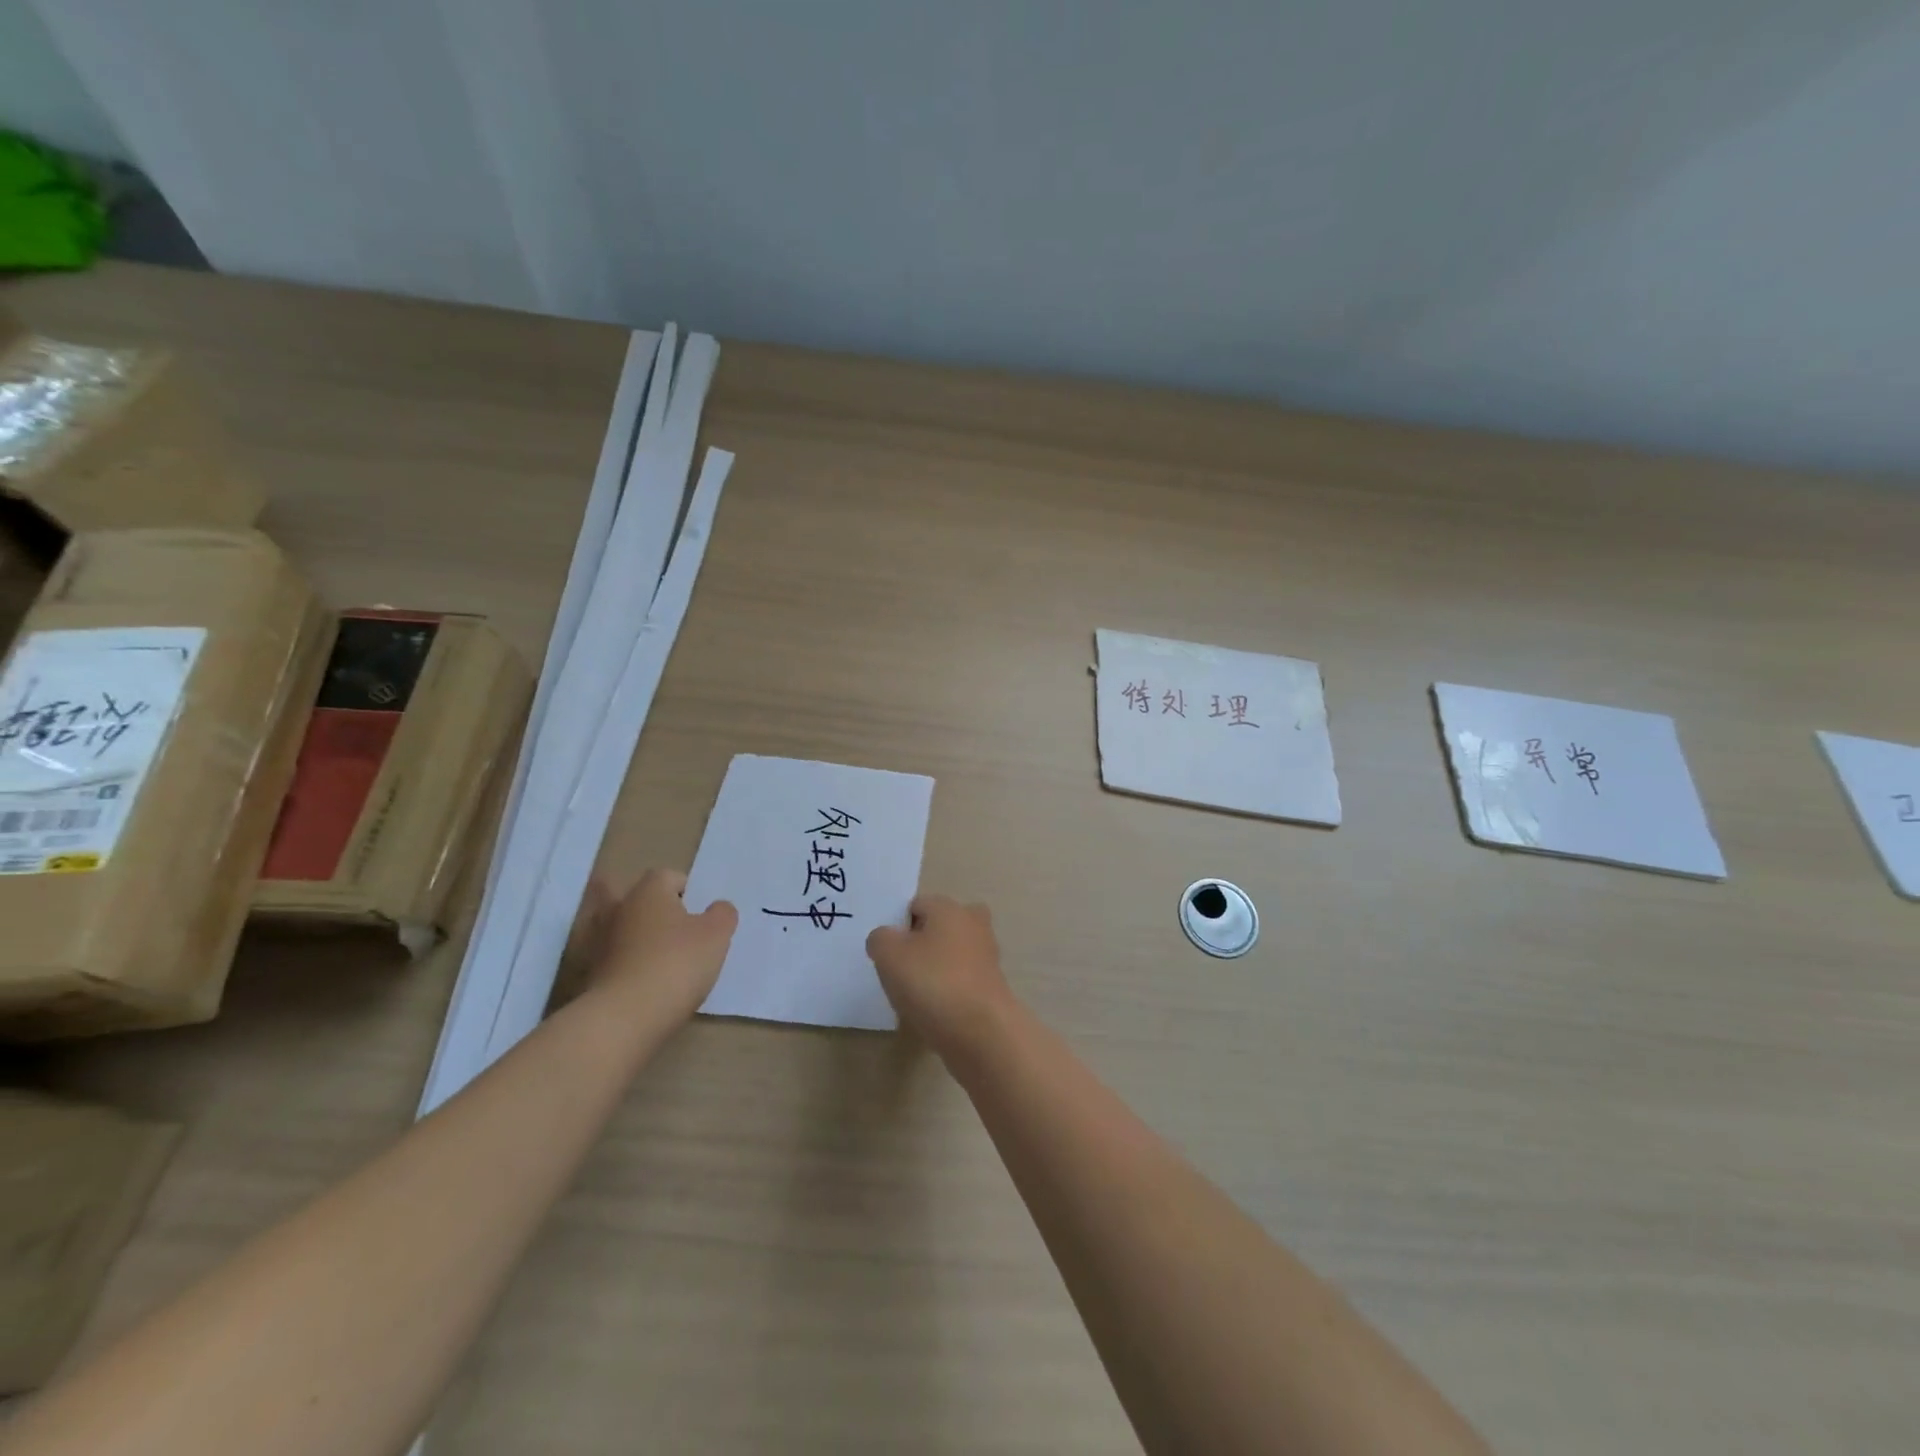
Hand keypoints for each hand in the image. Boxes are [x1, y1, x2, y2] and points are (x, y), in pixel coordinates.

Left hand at [577, 868, 737, 1020]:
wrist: (624, 1018)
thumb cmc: (676, 964)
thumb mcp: (716, 935)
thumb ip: (722, 914)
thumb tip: (717, 908)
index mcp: (649, 891)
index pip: (669, 876)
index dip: (687, 891)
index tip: (700, 915)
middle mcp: (619, 908)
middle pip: (636, 898)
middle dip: (652, 909)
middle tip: (674, 929)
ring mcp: (599, 942)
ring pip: (620, 928)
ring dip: (634, 937)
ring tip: (658, 957)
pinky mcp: (589, 975)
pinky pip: (611, 959)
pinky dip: (624, 964)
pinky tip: (643, 981)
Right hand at [867, 894, 1015, 1057]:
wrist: (982, 1033)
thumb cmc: (932, 983)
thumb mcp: (889, 955)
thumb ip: (880, 939)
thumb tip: (887, 939)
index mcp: (949, 907)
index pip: (916, 905)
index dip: (898, 927)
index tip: (888, 954)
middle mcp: (973, 924)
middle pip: (938, 927)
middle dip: (920, 944)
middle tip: (902, 971)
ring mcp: (987, 956)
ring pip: (952, 954)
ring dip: (935, 970)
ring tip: (915, 996)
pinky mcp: (993, 986)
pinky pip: (961, 981)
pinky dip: (948, 992)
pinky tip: (934, 1012)